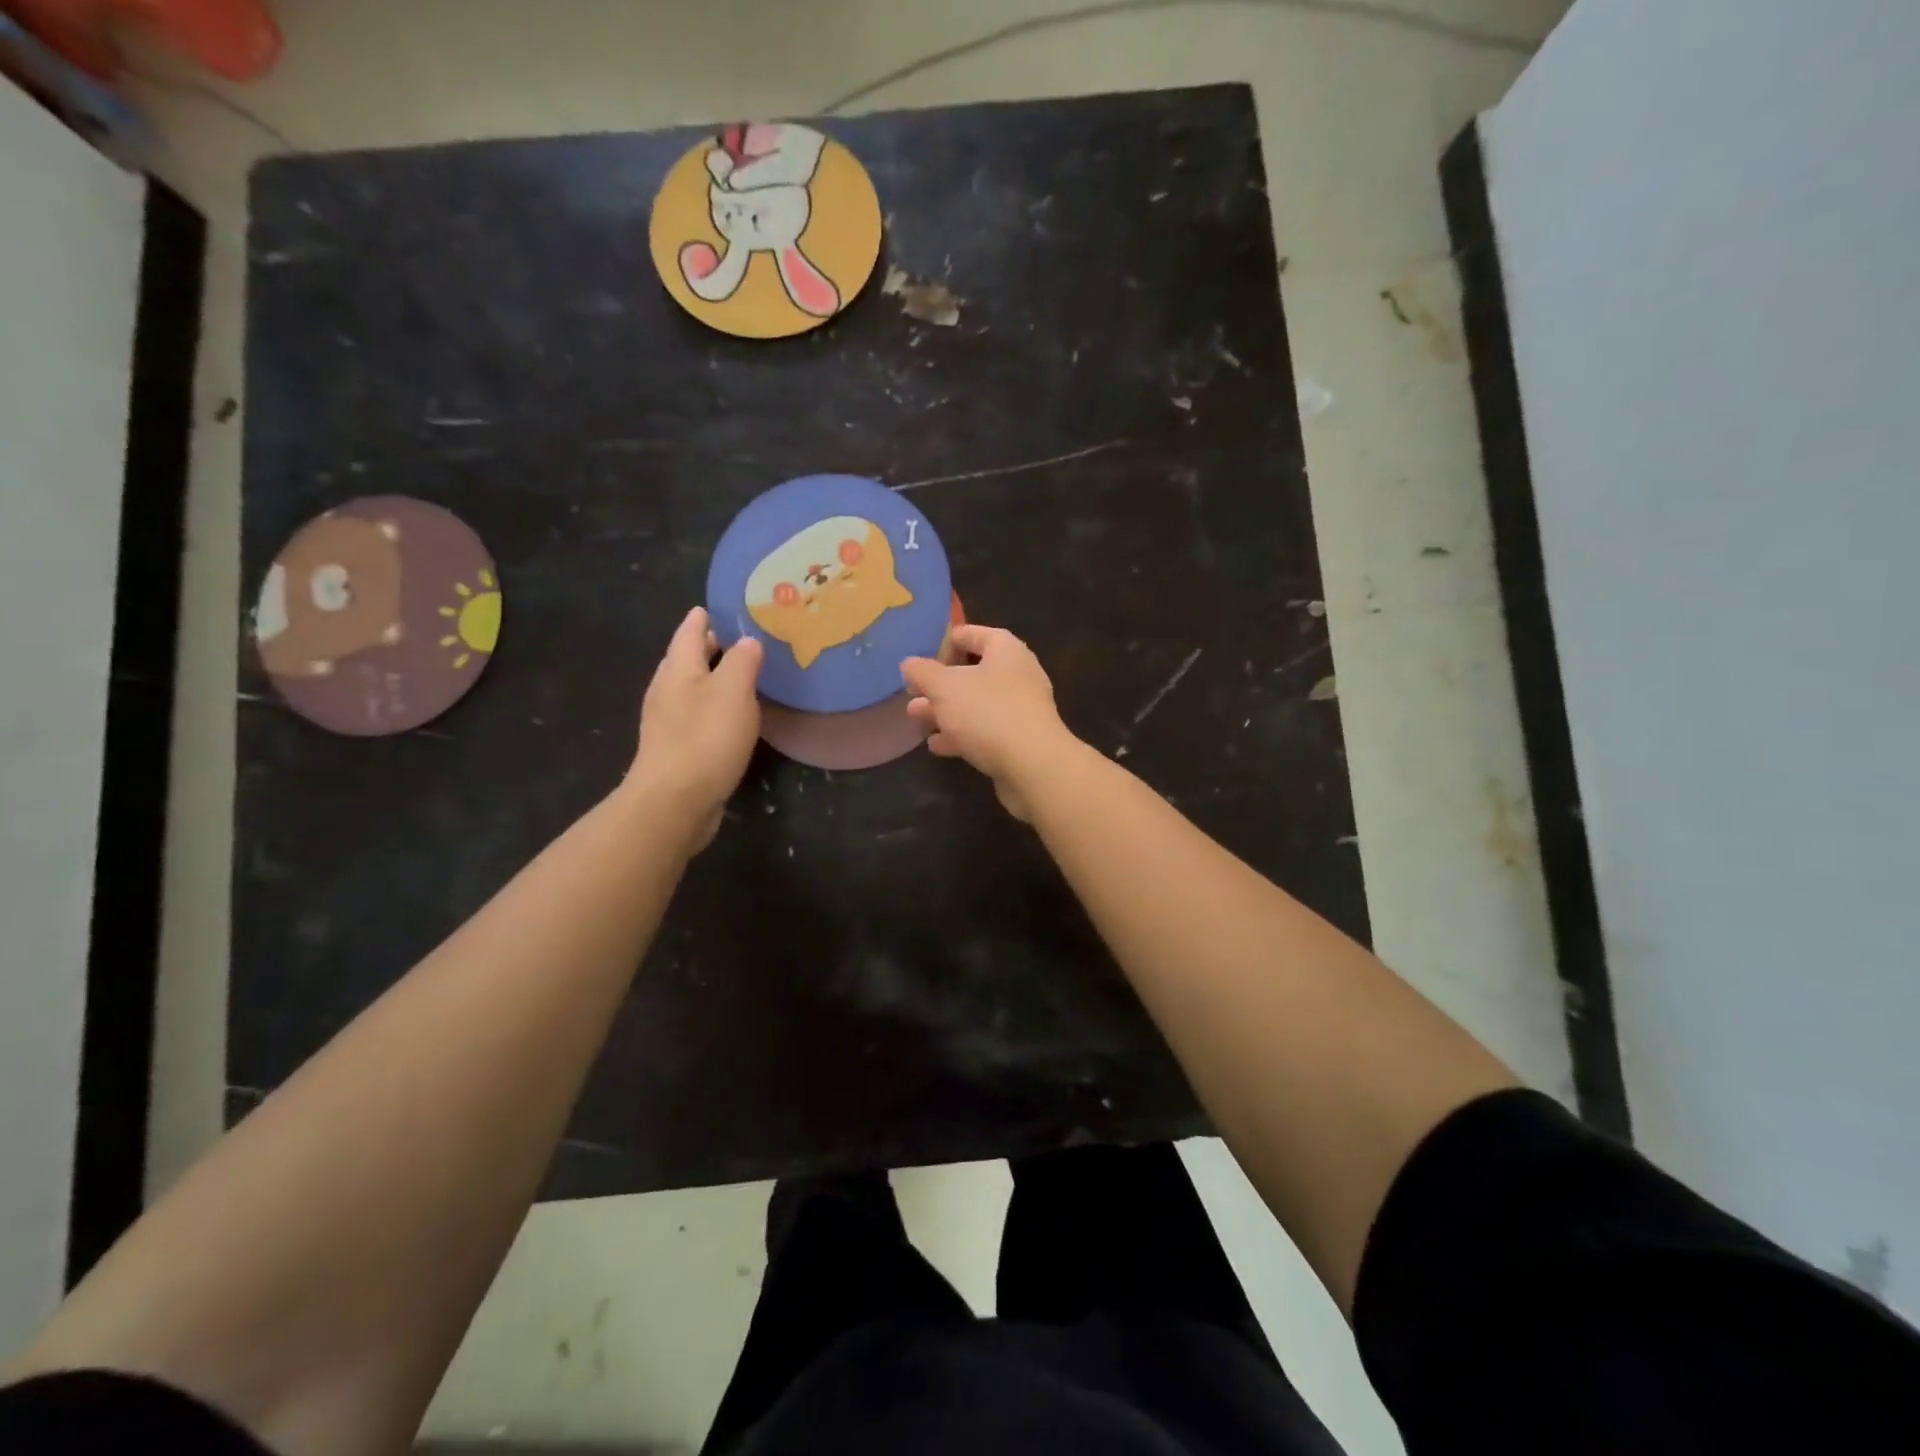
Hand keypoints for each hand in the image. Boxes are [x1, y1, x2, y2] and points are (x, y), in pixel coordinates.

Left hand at [627, 607, 761, 849]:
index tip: (723, 606)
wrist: (674, 801)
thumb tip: (747, 641)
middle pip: (687, 658)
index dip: (705, 616)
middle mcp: (667, 689)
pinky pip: (696, 715)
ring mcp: (667, 721)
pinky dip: (713, 706)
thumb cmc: (705, 738)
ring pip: (691, 687)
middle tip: (741, 637)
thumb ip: (742, 661)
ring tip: (741, 674)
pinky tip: (731, 716)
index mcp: (678, 668)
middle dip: (710, 646)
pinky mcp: (676, 748)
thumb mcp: (733, 691)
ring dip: (713, 678)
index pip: (690, 631)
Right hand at [901, 624, 1080, 820]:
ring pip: (976, 703)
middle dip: (940, 683)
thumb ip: (923, 672)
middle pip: (973, 671)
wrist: (1033, 766)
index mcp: (1005, 651)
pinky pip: (985, 729)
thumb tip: (910, 664)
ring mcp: (1021, 709)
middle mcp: (1018, 675)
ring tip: (915, 717)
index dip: (945, 641)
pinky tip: (937, 745)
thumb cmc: (987, 713)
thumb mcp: (944, 687)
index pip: (973, 634)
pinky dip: (961, 734)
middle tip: (912, 691)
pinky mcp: (1020, 739)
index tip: (920, 655)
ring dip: (946, 710)